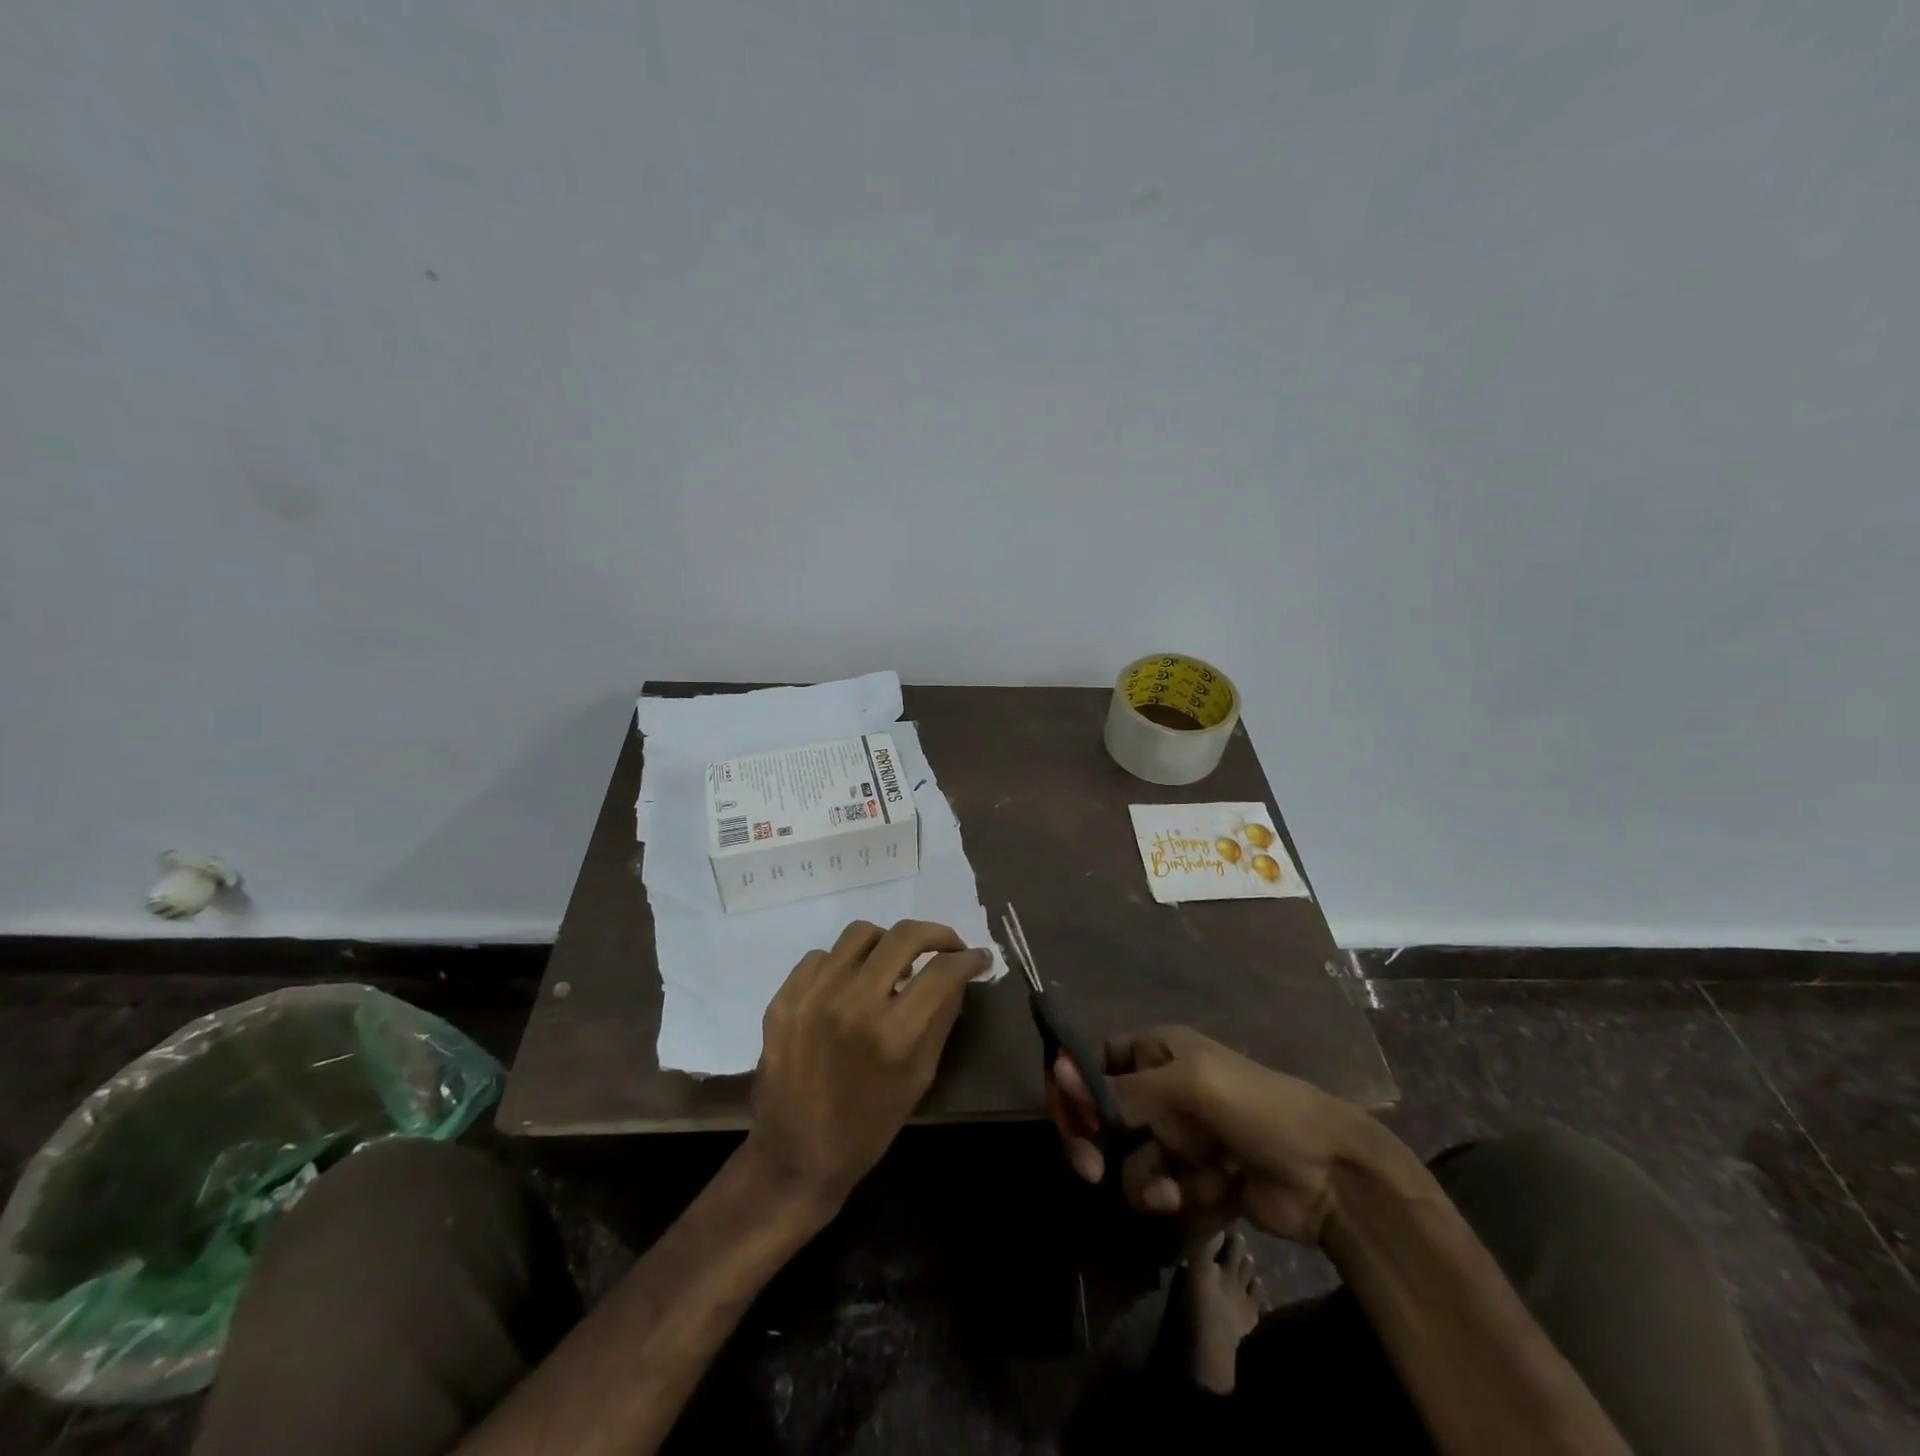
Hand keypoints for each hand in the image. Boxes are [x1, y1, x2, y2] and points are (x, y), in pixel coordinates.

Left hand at [748, 919, 990, 1215]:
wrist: (795, 1156)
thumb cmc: (869, 1126)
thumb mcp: (920, 1077)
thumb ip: (941, 1018)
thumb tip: (959, 974)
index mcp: (893, 1034)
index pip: (942, 971)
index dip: (968, 958)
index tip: (977, 957)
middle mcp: (853, 1004)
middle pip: (904, 936)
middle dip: (937, 934)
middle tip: (947, 947)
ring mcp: (813, 997)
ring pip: (861, 933)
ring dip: (887, 943)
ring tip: (893, 964)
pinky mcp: (784, 998)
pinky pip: (821, 955)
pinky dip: (844, 964)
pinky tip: (850, 986)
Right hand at [1047, 1025, 1371, 1244]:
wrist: (1330, 1173)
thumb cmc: (1257, 1107)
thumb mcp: (1189, 1086)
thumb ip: (1123, 1089)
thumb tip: (1058, 1071)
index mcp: (1159, 1051)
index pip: (1097, 1059)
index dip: (1074, 1084)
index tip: (1063, 1116)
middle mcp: (1163, 1089)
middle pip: (1104, 1113)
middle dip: (1094, 1140)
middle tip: (1087, 1168)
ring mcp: (1180, 1136)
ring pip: (1129, 1157)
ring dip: (1141, 1176)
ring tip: (1168, 1189)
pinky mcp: (1196, 1179)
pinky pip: (1160, 1187)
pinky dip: (1170, 1195)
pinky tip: (1193, 1198)